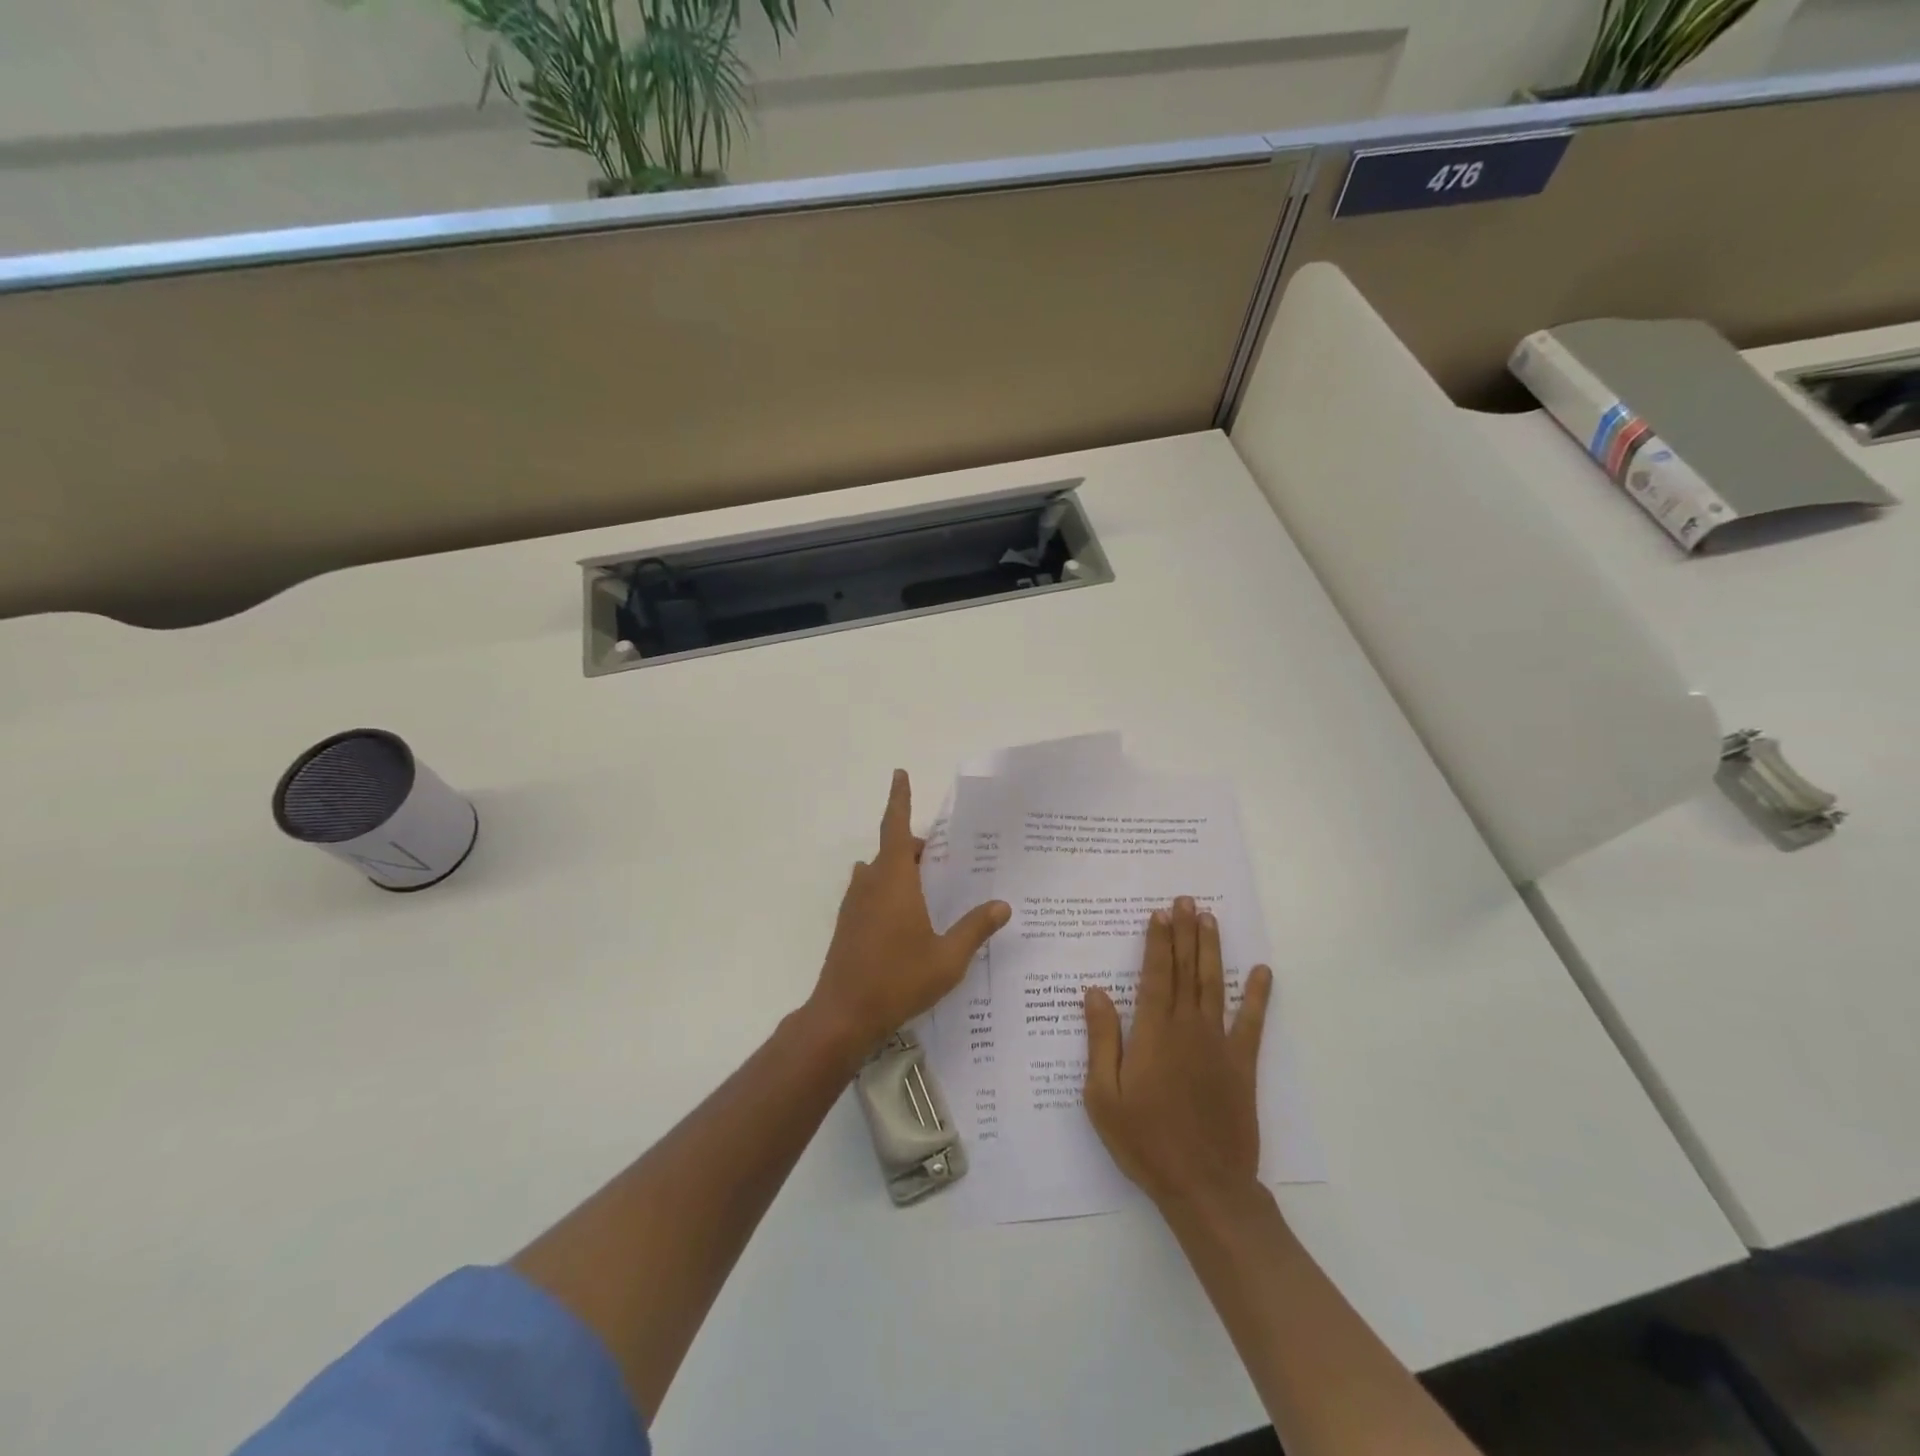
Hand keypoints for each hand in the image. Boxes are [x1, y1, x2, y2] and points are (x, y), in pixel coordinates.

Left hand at [805, 770, 1009, 1062]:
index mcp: (894, 880)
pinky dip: (888, 890)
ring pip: (879, 872)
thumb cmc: (898, 980)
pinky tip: (907, 919)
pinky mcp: (847, 925)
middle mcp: (870, 883)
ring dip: (900, 869)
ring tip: (929, 886)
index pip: (895, 826)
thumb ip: (975, 928)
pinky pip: (870, 892)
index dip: (899, 798)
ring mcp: (854, 904)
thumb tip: (1003, 905)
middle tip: (944, 857)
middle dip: (915, 846)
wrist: (843, 1015)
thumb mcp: (948, 957)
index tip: (899, 773)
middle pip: (891, 850)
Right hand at [1083, 897, 1273, 1209]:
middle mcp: (1188, 1028)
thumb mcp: (1103, 1095)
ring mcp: (1219, 1045)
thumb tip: (1095, 992)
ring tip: (1210, 919)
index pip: (1155, 975)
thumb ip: (1101, 1040)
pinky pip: (1251, 1023)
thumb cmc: (1145, 1141)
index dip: (1157, 942)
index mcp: (1153, 1033)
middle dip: (1184, 933)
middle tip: (1185, 900)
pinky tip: (1262, 972)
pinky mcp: (1242, 1065)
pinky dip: (1257, 996)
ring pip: (1214, 985)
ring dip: (1211, 950)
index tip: (1158, 914)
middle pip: (1186, 970)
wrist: (1204, 1186)